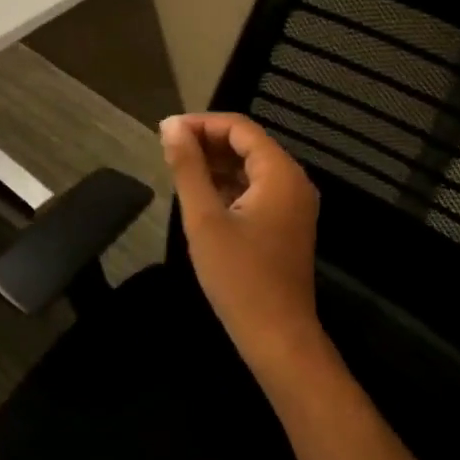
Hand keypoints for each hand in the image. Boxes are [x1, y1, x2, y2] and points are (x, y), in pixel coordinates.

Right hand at [160, 114, 324, 378]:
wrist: (278, 336)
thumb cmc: (239, 277)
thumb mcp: (204, 219)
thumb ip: (188, 168)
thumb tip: (171, 126)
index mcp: (280, 173)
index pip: (240, 128)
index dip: (201, 123)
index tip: (165, 132)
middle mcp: (293, 181)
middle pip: (248, 144)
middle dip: (207, 142)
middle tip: (167, 151)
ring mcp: (293, 204)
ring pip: (251, 167)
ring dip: (216, 164)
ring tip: (178, 170)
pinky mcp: (286, 224)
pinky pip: (256, 189)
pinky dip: (229, 185)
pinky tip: (201, 195)